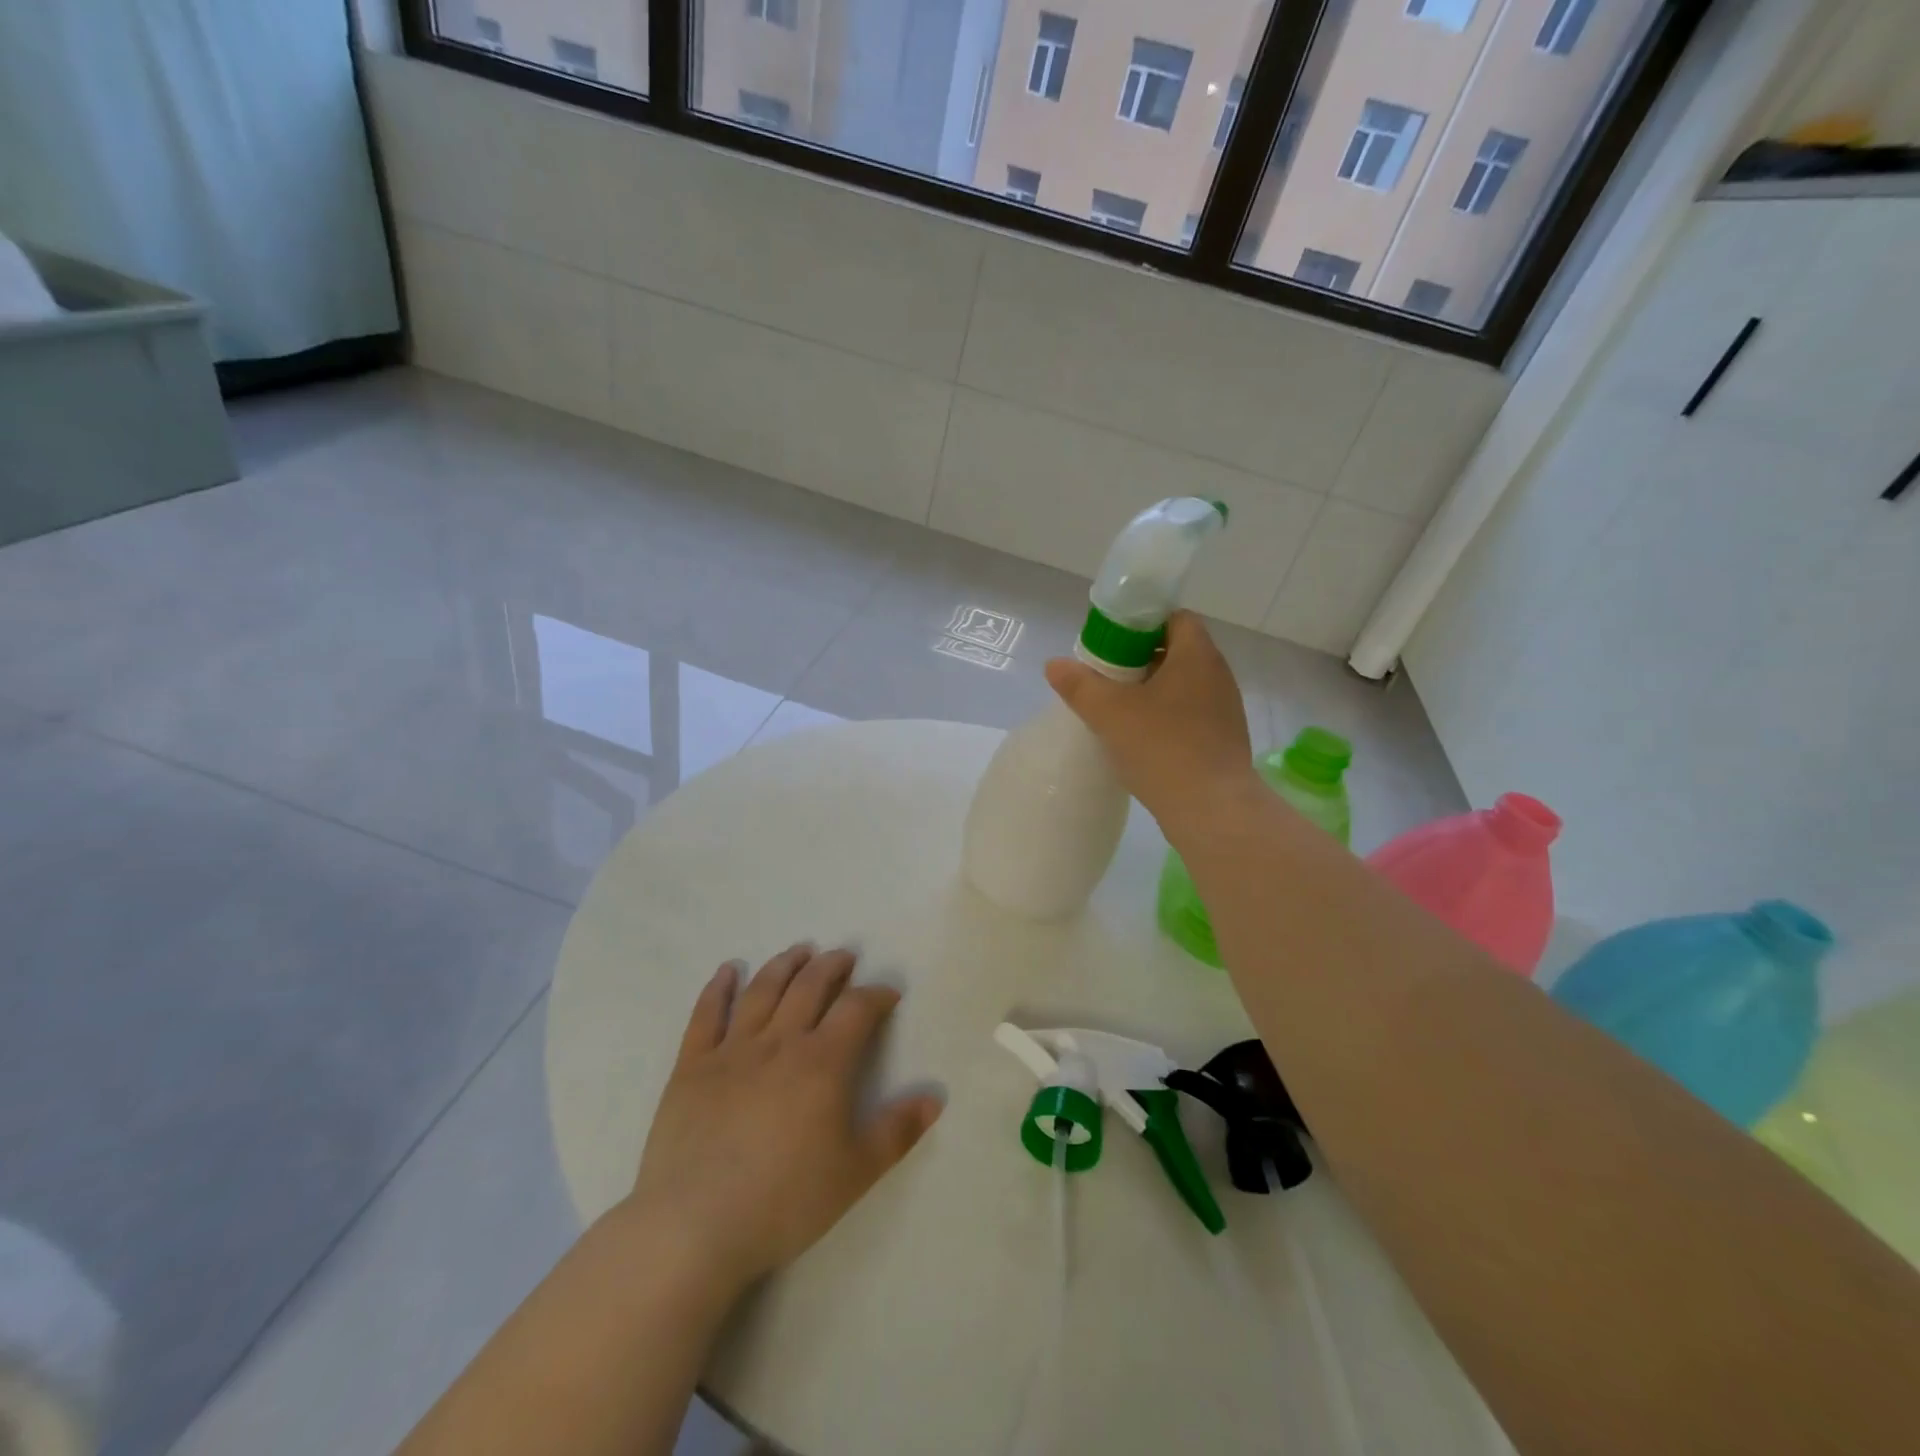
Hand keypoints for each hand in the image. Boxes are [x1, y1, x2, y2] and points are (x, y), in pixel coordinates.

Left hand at [621, 945, 943, 1299]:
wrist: (694, 1226)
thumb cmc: (784, 1201)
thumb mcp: (855, 1173)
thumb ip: (897, 1131)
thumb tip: (936, 1097)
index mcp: (822, 1063)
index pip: (856, 1009)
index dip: (876, 995)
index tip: (888, 994)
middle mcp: (779, 1042)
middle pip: (809, 987)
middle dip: (831, 966)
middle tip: (844, 956)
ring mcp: (732, 1050)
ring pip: (762, 991)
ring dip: (784, 965)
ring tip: (799, 951)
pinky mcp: (692, 1066)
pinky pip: (706, 1015)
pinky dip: (718, 987)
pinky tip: (728, 970)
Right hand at [1044, 611, 1257, 834]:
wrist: (1211, 810)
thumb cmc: (1162, 747)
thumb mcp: (1109, 712)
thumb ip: (1079, 684)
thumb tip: (1054, 664)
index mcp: (1197, 655)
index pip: (1174, 618)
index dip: (1141, 624)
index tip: (1112, 644)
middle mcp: (1218, 675)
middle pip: (1176, 651)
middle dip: (1140, 660)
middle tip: (1106, 678)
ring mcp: (1225, 710)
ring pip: (1183, 686)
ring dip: (1152, 692)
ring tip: (1119, 711)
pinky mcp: (1223, 740)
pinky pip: (1190, 715)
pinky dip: (1166, 718)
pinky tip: (1141, 740)